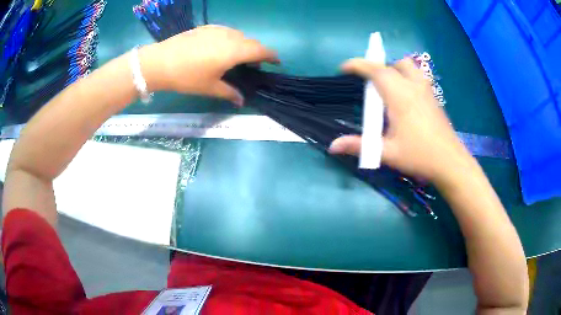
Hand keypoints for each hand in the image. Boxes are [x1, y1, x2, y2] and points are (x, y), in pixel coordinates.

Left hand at [140, 25, 277, 105]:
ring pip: (239, 36)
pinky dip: (230, 40)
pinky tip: (219, 49)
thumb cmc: (187, 76)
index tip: (276, 62)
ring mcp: (218, 29)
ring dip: (243, 45)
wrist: (160, 62)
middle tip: (253, 66)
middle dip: (257, 52)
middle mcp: (230, 36)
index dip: (272, 56)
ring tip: (235, 58)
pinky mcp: (207, 27)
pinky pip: (226, 32)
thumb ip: (229, 93)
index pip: (261, 50)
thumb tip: (242, 101)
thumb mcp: (210, 87)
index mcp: (235, 51)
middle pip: (251, 42)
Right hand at [329, 58, 474, 184]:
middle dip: (378, 67)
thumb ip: (359, 146)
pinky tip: (406, 98)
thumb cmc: (419, 156)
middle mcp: (413, 87)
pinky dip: (407, 77)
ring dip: (395, 69)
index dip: (358, 64)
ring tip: (388, 86)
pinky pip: (418, 77)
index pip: (377, 70)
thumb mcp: (387, 153)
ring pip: (410, 67)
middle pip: (394, 64)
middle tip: (369, 83)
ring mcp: (426, 91)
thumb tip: (332, 146)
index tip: (344, 68)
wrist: (450, 162)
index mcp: (400, 96)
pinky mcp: (434, 98)